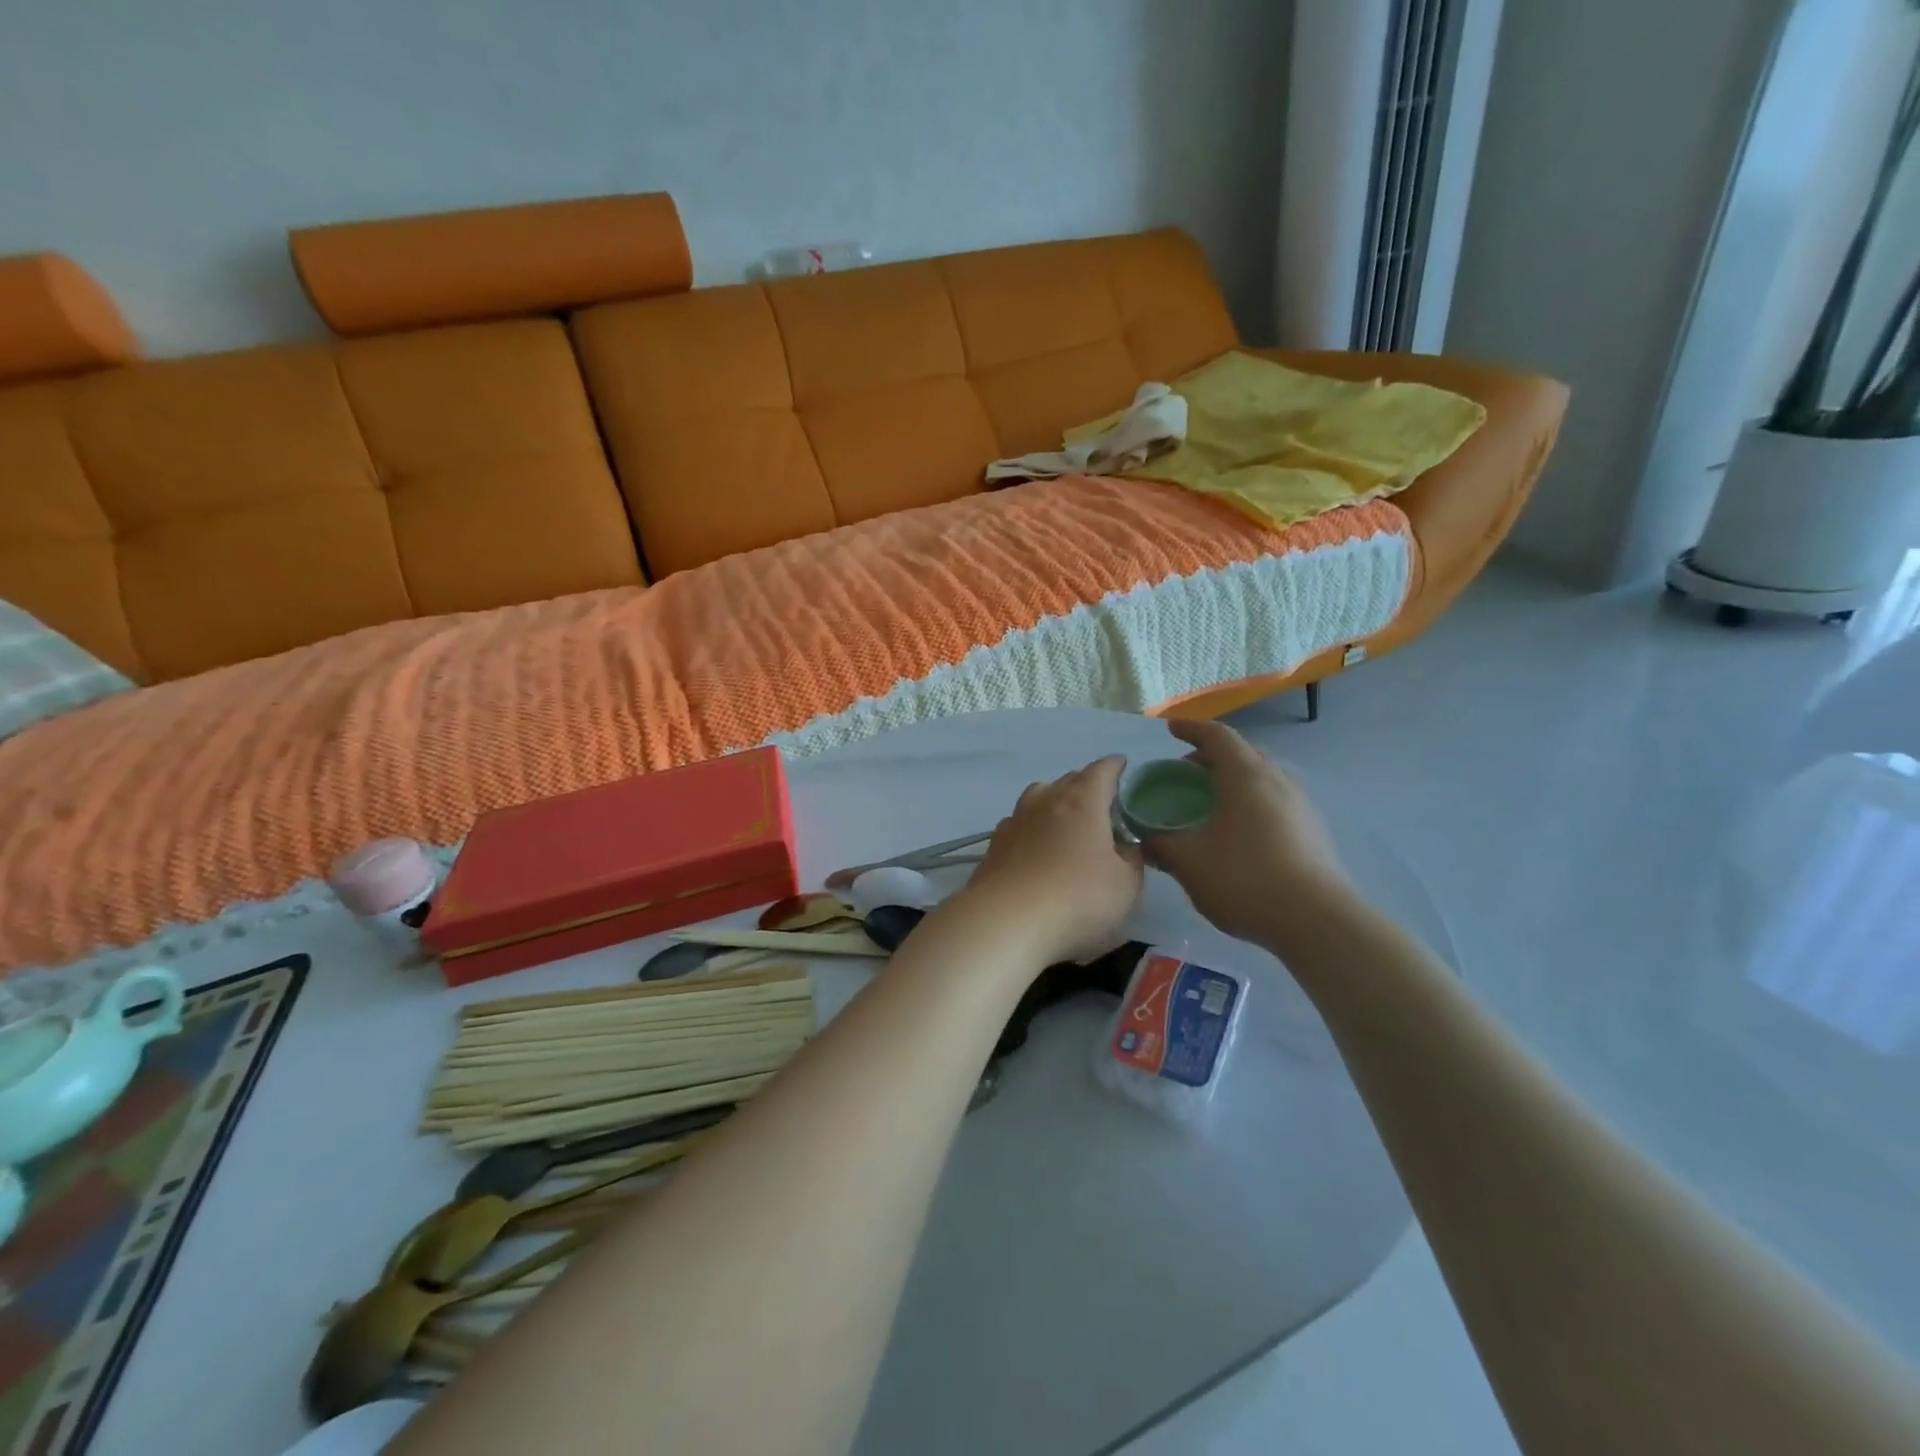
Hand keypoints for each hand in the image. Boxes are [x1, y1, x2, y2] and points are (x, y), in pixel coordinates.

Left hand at [960, 756, 1142, 966]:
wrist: (1006, 921)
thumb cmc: (1077, 898)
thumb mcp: (1126, 885)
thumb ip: (1131, 860)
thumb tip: (1125, 847)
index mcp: (1082, 801)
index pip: (1102, 771)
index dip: (1115, 767)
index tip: (1123, 767)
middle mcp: (1045, 800)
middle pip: (1068, 781)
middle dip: (1086, 786)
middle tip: (1102, 804)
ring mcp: (1015, 821)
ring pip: (1038, 798)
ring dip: (1054, 803)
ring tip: (1066, 821)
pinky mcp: (994, 845)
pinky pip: (1019, 824)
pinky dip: (1032, 829)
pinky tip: (1035, 847)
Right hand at [1142, 720, 1356, 953]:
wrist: (1317, 922)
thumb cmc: (1245, 879)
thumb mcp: (1189, 863)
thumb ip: (1161, 845)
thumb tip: (1145, 840)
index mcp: (1245, 775)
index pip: (1217, 736)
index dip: (1192, 729)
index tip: (1171, 729)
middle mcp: (1277, 780)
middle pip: (1243, 754)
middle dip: (1213, 756)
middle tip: (1188, 771)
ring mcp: (1301, 805)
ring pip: (1263, 778)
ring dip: (1235, 780)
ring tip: (1212, 802)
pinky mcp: (1313, 831)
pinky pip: (1275, 801)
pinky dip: (1252, 802)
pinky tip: (1240, 833)